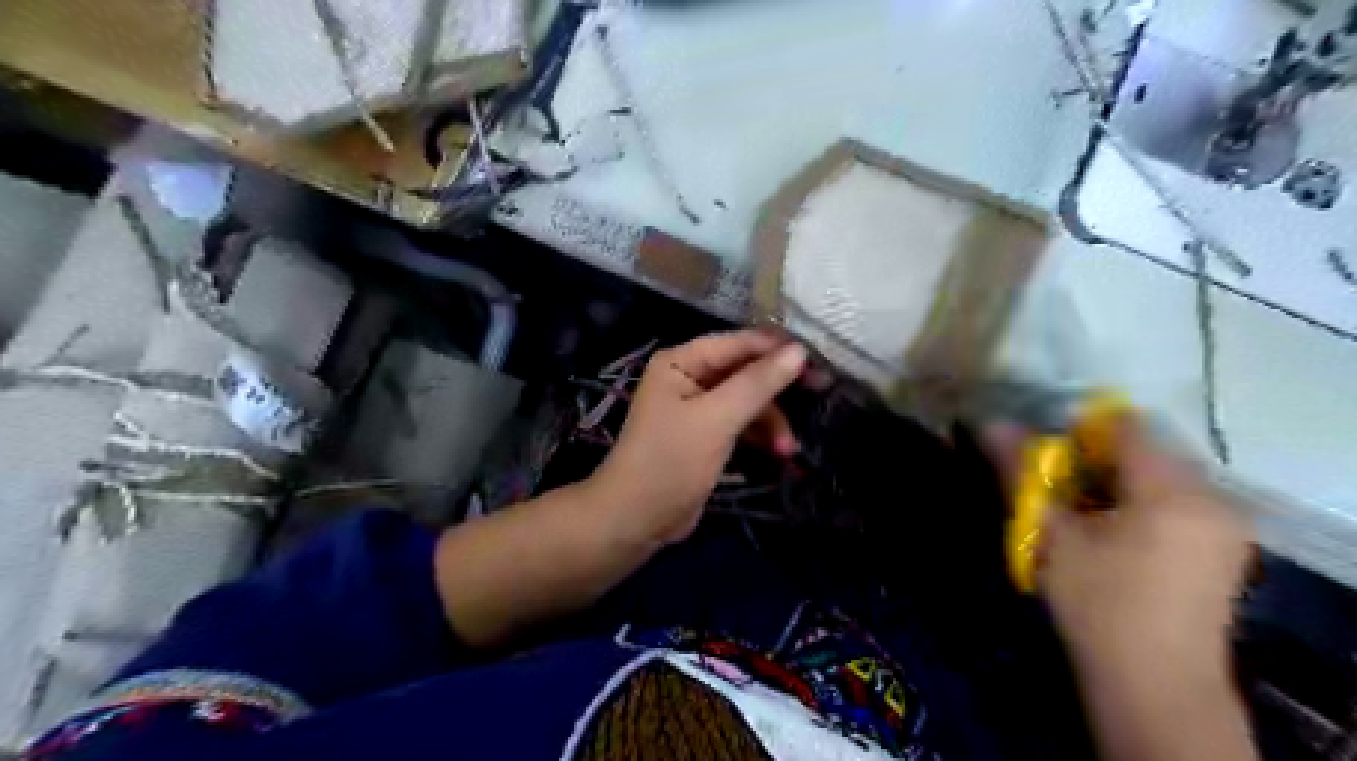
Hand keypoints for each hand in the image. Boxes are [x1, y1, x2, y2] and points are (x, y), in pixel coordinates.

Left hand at [592, 329, 802, 543]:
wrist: (636, 520)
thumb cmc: (670, 462)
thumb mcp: (717, 420)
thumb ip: (757, 384)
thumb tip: (800, 350)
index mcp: (682, 361)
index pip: (739, 343)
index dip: (778, 349)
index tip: (819, 361)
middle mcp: (689, 376)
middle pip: (746, 370)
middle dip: (778, 388)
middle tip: (822, 391)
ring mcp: (698, 407)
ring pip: (748, 400)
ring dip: (771, 420)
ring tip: (789, 449)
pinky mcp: (707, 435)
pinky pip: (742, 423)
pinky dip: (760, 436)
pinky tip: (779, 454)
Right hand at [995, 417, 1250, 682]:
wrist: (1157, 686)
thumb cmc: (1099, 605)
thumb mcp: (1052, 535)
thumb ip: (1023, 474)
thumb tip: (991, 425)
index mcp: (1173, 491)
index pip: (1125, 427)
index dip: (1079, 432)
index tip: (1048, 459)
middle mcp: (1212, 497)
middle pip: (1145, 450)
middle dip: (1096, 461)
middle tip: (1059, 490)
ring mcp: (1226, 524)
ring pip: (1160, 476)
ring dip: (1116, 482)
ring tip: (1082, 516)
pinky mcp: (1225, 548)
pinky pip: (1178, 501)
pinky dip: (1140, 503)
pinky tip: (1114, 536)